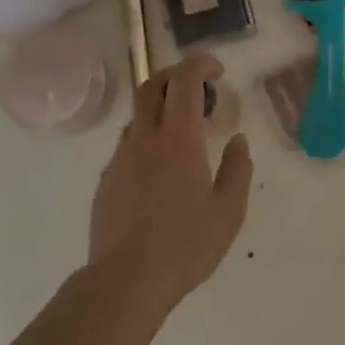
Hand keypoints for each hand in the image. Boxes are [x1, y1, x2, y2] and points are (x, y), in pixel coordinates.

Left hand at [88, 53, 252, 312]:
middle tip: (199, 90)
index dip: (200, 64)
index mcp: (178, 140)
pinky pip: (128, 145)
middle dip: (175, 75)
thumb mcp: (229, 211)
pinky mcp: (107, 179)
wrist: (126, 280)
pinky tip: (162, 172)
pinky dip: (148, 140)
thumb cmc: (186, 246)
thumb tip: (237, 140)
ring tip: (185, 136)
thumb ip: (237, 169)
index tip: (217, 71)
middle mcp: (145, 139)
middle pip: (151, 84)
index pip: (184, 80)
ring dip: (161, 109)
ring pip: (138, 115)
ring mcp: (120, 158)